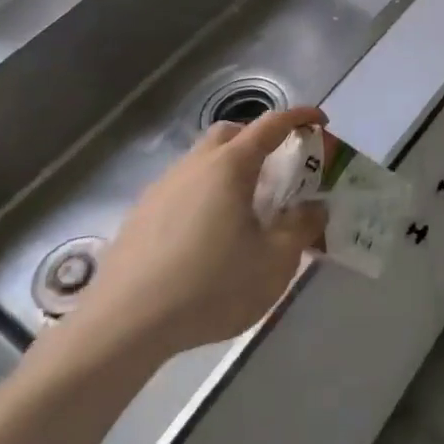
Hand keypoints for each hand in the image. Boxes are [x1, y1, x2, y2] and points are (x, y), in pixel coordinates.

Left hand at [60, 108, 327, 366]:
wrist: (123, 326)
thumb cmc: (211, 286)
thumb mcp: (275, 262)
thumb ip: (301, 228)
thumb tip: (314, 208)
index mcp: (230, 166)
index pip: (271, 125)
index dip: (299, 117)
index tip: (320, 122)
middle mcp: (194, 166)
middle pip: (230, 134)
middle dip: (258, 139)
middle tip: (279, 168)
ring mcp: (162, 189)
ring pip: (202, 162)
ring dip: (229, 170)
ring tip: (245, 210)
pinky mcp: (140, 216)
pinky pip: (182, 189)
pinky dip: (204, 196)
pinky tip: (208, 237)